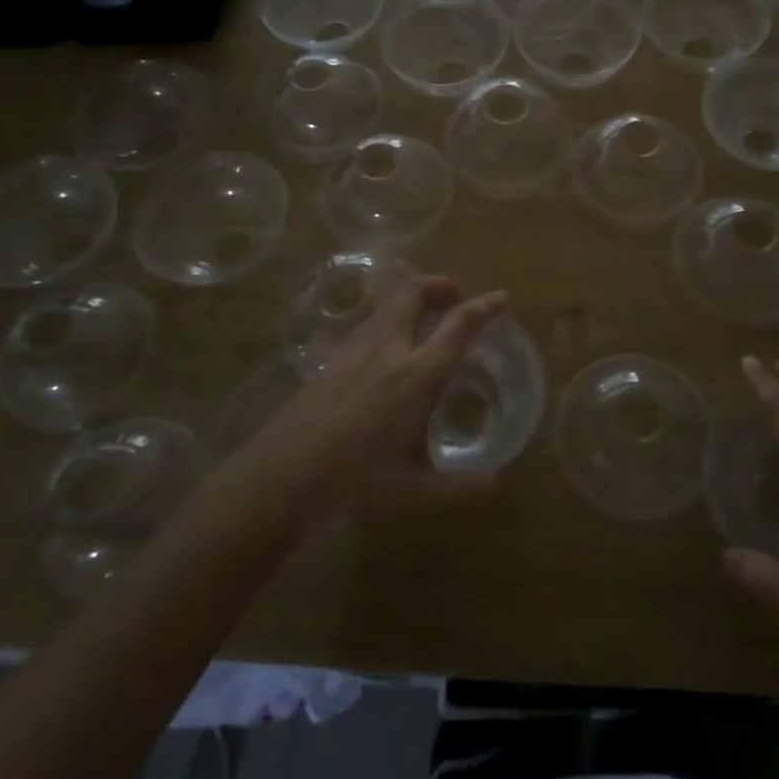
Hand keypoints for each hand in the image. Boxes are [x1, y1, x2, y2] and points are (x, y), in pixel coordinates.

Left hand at [255, 275, 506, 509]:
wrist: (277, 480)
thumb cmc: (350, 484)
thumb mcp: (409, 493)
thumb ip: (456, 487)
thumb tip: (495, 485)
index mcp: (415, 376)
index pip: (458, 325)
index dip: (484, 307)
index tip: (501, 297)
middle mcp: (387, 350)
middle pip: (413, 291)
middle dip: (440, 285)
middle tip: (456, 298)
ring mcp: (353, 350)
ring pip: (387, 304)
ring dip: (412, 300)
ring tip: (426, 321)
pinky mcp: (328, 360)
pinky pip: (368, 324)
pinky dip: (389, 321)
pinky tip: (388, 353)